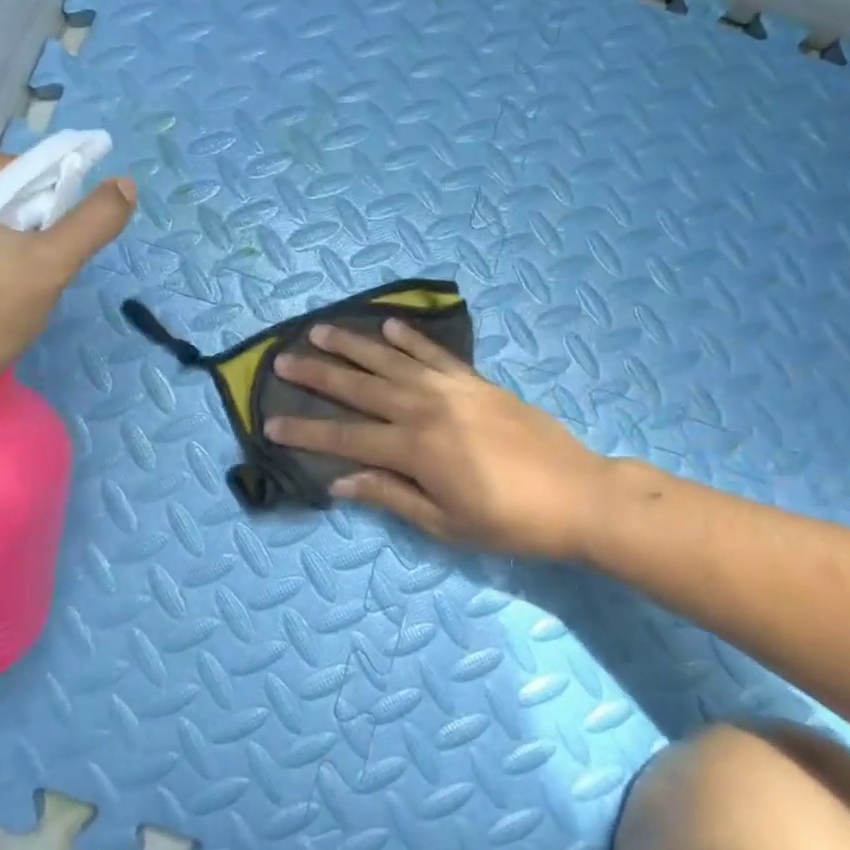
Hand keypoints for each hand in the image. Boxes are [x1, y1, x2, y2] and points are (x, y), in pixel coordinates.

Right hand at [265, 318, 623, 560]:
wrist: (579, 494)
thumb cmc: (510, 521)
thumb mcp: (446, 524)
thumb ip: (391, 496)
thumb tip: (340, 481)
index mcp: (415, 449)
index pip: (346, 437)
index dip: (306, 430)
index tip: (271, 421)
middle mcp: (425, 408)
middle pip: (360, 388)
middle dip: (318, 374)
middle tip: (282, 359)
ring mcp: (452, 388)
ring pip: (391, 360)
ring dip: (353, 344)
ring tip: (321, 329)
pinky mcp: (476, 381)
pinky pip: (434, 353)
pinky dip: (409, 338)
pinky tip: (387, 324)